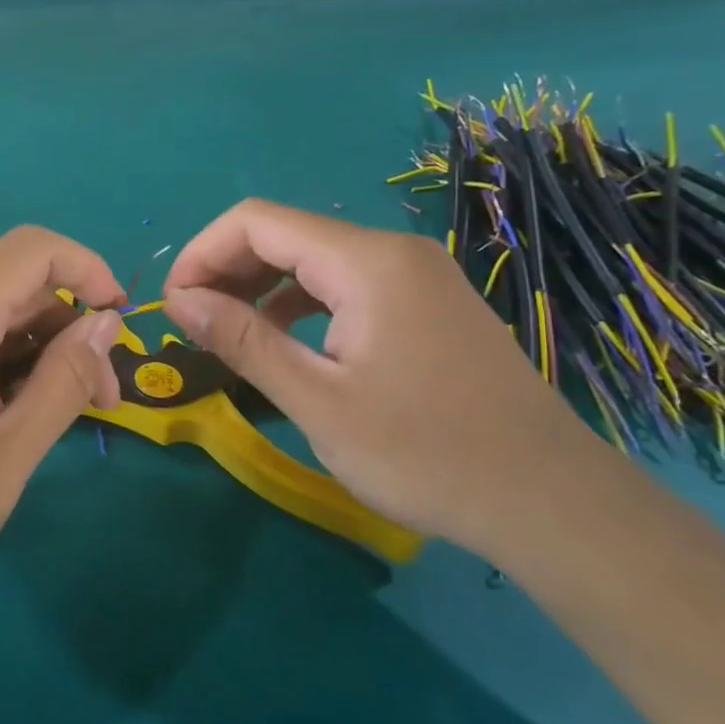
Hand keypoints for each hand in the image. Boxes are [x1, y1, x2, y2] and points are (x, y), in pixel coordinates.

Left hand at [0, 226, 125, 633]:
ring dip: (34, 355)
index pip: (30, 250)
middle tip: (101, 403)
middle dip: (68, 331)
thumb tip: (106, 320)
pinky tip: (8, 420)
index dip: (87, 268)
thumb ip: (65, 378)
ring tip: (58, 420)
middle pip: (12, 290)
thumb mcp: (10, 452)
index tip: (121, 320)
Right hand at [162, 200, 615, 554]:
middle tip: (192, 323)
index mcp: (366, 261)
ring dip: (261, 287)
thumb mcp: (318, 401)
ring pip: (315, 259)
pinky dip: (301, 302)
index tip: (173, 303)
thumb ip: (243, 340)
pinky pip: (346, 283)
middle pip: (285, 234)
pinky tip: (287, 341)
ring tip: (228, 333)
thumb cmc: (426, 453)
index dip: (202, 253)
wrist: (551, 501)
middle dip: (227, 269)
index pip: (256, 222)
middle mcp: (393, 251)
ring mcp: (417, 275)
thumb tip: (179, 300)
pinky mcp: (428, 304)